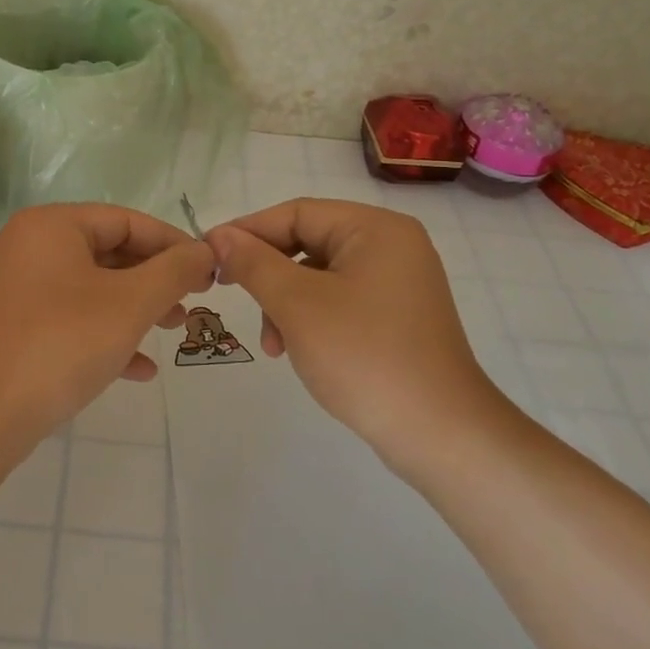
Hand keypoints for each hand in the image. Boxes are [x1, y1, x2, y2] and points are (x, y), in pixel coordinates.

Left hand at [0, 203, 214, 431]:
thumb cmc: (62, 343)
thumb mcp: (130, 304)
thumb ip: (174, 271)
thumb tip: (206, 250)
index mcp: (52, 226)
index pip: (126, 220)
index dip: (173, 244)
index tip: (209, 270)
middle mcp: (30, 247)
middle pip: (109, 252)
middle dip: (155, 279)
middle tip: (193, 302)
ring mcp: (19, 288)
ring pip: (93, 288)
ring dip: (137, 307)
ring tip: (174, 329)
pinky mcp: (15, 326)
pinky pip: (71, 319)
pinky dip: (106, 334)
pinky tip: (140, 368)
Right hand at [206, 199, 506, 457]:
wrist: (441, 435)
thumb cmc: (364, 357)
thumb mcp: (297, 305)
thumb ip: (254, 263)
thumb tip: (219, 235)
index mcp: (375, 229)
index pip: (297, 213)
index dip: (248, 230)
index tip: (208, 254)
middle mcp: (391, 246)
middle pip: (308, 242)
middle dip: (268, 273)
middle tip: (230, 294)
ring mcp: (398, 283)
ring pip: (319, 276)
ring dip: (285, 302)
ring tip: (271, 344)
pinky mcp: (397, 317)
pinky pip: (339, 300)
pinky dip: (309, 318)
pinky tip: (295, 349)